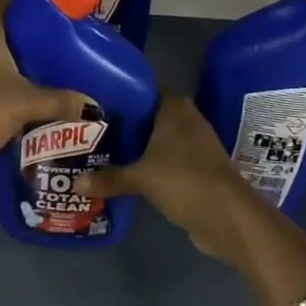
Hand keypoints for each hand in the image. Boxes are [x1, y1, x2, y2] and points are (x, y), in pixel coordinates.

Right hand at [80, 93, 263, 266]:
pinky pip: (163, 157)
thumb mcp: (141, 178)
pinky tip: (122, 170)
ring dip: (133, 144)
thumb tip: (76, 182)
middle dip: (120, 120)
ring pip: (154, 137)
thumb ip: (109, 177)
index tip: (92, 97)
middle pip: (146, 113)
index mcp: (173, 106)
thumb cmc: (185, 181)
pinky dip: (146, 163)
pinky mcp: (194, 167)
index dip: (118, 90)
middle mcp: (184, 118)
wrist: (229, 218)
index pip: (141, 86)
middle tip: (87, 124)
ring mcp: (192, 143)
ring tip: (98, 147)